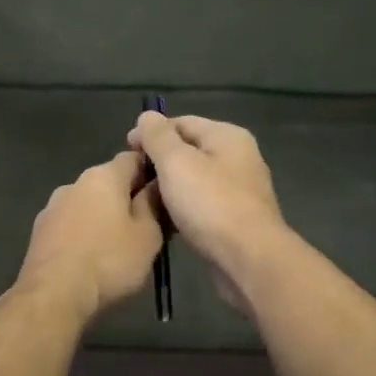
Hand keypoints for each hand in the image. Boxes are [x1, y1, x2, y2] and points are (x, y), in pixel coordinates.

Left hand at [9, 151, 163, 324]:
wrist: (53, 295)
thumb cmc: (109, 261)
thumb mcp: (147, 236)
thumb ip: (153, 205)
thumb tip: (156, 185)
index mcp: (103, 176)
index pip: (132, 158)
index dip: (151, 170)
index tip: (164, 191)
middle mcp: (74, 183)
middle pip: (108, 181)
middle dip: (126, 198)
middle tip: (146, 225)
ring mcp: (52, 206)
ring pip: (87, 204)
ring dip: (102, 217)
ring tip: (117, 246)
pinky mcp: (39, 231)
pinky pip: (70, 224)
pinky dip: (83, 233)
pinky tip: (90, 257)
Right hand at [128, 112, 288, 311]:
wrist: (249, 259)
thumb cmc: (210, 204)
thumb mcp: (176, 162)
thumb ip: (158, 136)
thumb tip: (147, 116)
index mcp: (227, 136)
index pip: (181, 122)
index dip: (150, 133)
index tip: (126, 150)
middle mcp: (238, 157)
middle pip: (189, 150)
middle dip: (159, 161)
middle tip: (133, 178)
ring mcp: (239, 190)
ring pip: (194, 179)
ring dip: (169, 186)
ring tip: (143, 200)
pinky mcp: (236, 219)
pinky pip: (202, 204)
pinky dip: (182, 207)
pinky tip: (165, 220)